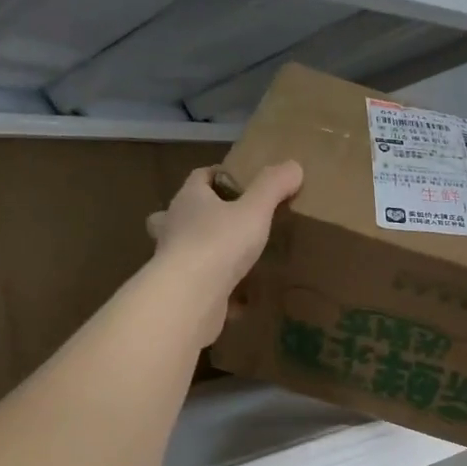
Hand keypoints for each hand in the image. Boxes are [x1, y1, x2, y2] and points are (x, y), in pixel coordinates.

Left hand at [146, 161, 302, 343]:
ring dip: (203, 252)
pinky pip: (199, 285)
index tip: (238, 182)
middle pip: (179, 213)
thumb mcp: (254, 210)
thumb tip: (293, 166)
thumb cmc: (220, 243)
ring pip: (183, 250)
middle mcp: (174, 226)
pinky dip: (215, 289)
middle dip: (197, 215)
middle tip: (224, 222)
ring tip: (232, 260)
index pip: (199, 177)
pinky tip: (237, 299)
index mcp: (189, 200)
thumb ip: (273, 187)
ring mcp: (172, 260)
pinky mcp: (179, 291)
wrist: (190, 296)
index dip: (217, 175)